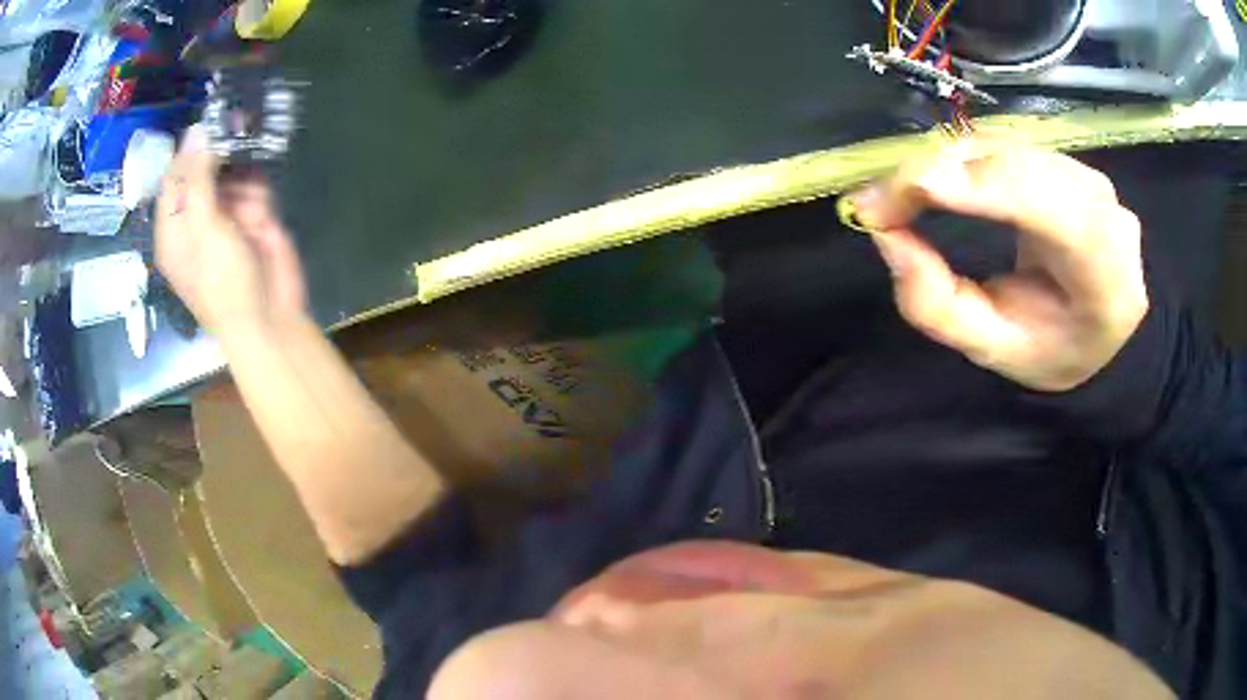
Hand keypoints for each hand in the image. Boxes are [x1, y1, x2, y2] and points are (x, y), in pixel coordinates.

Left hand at [155, 125, 307, 340]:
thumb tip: (198, 129)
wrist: (270, 316)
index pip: (173, 178)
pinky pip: (253, 184)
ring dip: (242, 172)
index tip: (210, 124)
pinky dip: (258, 187)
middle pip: (202, 170)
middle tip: (237, 129)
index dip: (188, 150)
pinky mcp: (253, 215)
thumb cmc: (224, 282)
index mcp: (173, 229)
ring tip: (249, 183)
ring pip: (231, 172)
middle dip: (219, 154)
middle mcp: (196, 217)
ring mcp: (225, 216)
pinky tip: (261, 205)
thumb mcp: (204, 228)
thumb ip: (199, 178)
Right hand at [848, 141, 1148, 391]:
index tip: (901, 192)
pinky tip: (938, 179)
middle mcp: (1107, 213)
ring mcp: (1090, 178)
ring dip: (947, 163)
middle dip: (944, 173)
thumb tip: (886, 234)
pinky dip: (963, 157)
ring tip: (902, 194)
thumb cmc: (1048, 347)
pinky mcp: (1069, 160)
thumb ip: (938, 306)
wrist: (1093, 326)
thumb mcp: (990, 349)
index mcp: (1107, 277)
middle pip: (1021, 167)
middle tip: (880, 200)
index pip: (1050, 211)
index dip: (979, 187)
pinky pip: (1008, 142)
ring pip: (1009, 147)